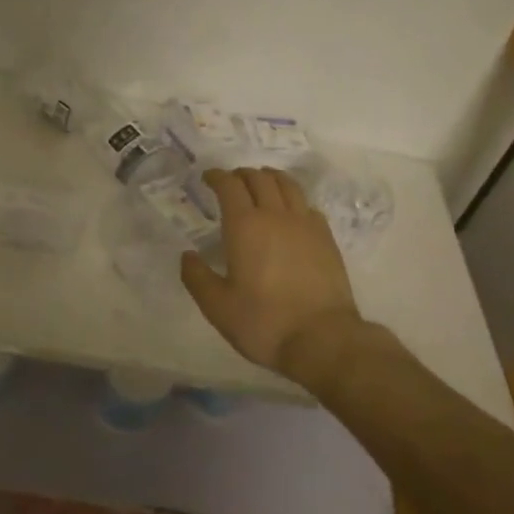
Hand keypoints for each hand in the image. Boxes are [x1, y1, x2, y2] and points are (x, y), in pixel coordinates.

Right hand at [180, 167, 360, 372]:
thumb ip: (197, 277)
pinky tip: (290, 212)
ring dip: (270, 178)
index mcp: (245, 226)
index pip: (229, 186)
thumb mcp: (217, 306)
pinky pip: (307, 205)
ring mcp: (305, 224)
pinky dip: (293, 199)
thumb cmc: (263, 322)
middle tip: (231, 182)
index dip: (217, 177)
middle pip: (259, 179)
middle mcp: (276, 215)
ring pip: (287, 185)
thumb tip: (187, 255)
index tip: (208, 178)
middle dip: (241, 174)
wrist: (322, 338)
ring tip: (261, 184)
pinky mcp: (326, 238)